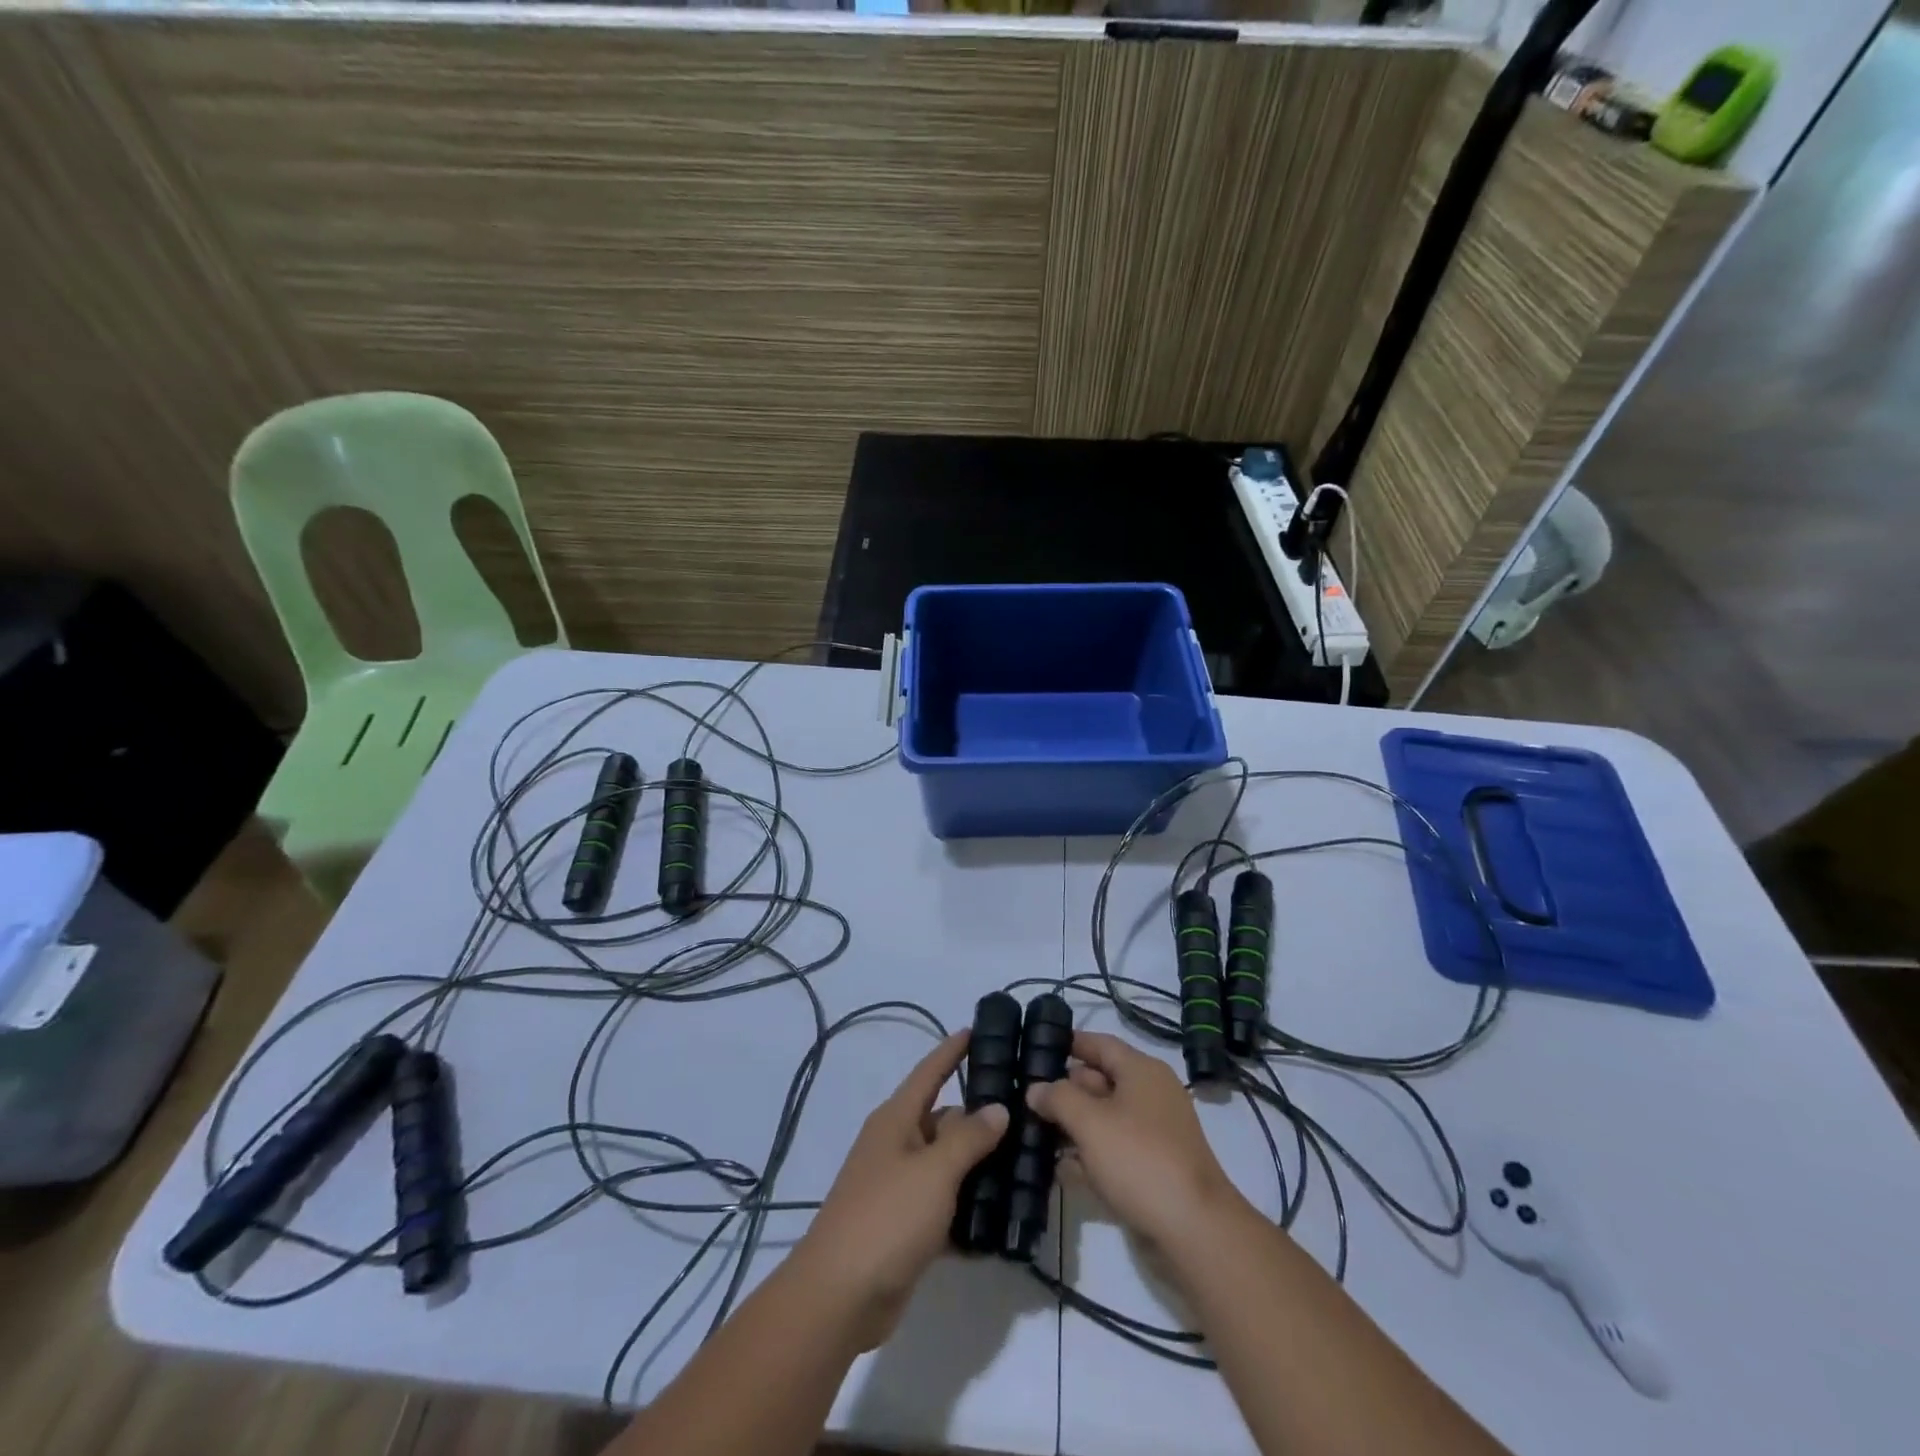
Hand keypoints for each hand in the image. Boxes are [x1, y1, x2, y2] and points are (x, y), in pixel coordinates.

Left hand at [795, 1031, 1008, 1348]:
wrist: (839, 1297)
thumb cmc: (886, 1217)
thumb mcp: (933, 1171)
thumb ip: (968, 1137)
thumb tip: (997, 1107)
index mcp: (896, 1120)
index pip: (929, 1072)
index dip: (952, 1051)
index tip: (979, 1029)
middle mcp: (897, 1145)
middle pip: (944, 1120)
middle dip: (980, 1118)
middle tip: (1026, 1113)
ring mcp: (900, 1187)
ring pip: (947, 1164)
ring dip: (979, 1166)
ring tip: (1026, 1162)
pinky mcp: (906, 1227)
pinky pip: (944, 1205)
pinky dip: (968, 1209)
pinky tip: (1002, 1216)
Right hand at [1026, 1031, 1245, 1255]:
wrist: (1194, 1230)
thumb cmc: (1140, 1159)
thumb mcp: (1090, 1122)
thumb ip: (1058, 1098)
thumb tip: (1035, 1089)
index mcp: (1142, 1071)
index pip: (1100, 1044)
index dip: (1069, 1043)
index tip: (1036, 1047)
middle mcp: (1150, 1096)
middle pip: (1100, 1082)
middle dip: (1064, 1089)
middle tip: (1024, 1096)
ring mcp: (1153, 1134)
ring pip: (1104, 1120)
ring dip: (1072, 1126)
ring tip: (1032, 1131)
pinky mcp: (1152, 1169)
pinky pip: (1113, 1152)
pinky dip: (1088, 1157)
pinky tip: (1059, 1169)